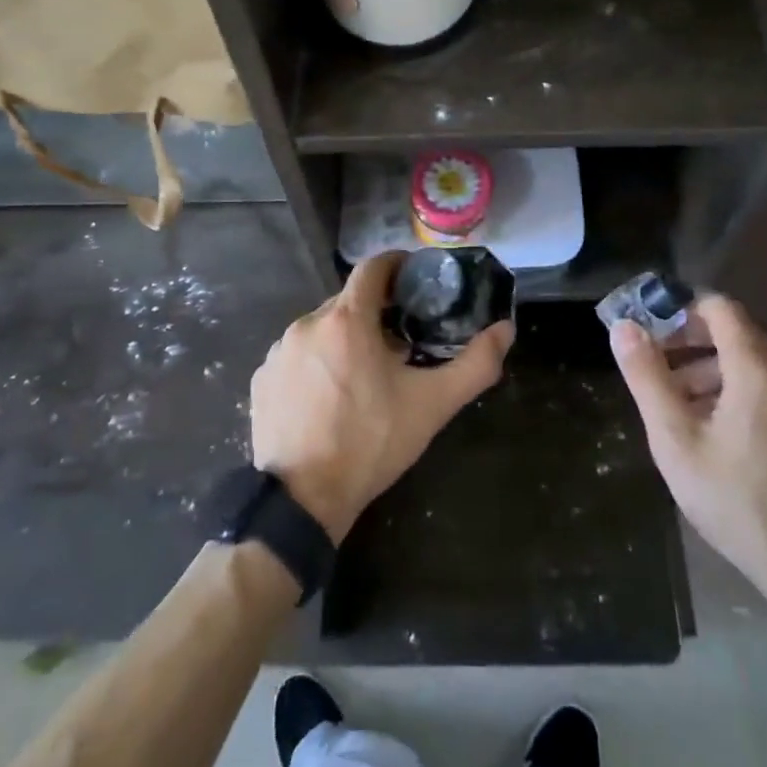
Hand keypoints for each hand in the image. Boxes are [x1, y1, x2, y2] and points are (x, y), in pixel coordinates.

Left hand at [252, 252, 513, 542]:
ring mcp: (279, 351)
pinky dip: (317, 364)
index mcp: (346, 320)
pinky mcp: (261, 378)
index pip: (373, 267)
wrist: (303, 500)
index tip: (415, 282)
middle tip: (399, 344)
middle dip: (374, 313)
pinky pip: (297, 356)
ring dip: (344, 340)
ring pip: (321, 329)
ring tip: (364, 375)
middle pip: (348, 301)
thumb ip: (475, 364)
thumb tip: (505, 329)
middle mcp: (307, 324)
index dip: (397, 267)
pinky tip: (329, 397)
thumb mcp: (432, 405)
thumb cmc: (371, 443)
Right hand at [610, 293, 766, 609]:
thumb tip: (623, 328)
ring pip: (748, 362)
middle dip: (687, 342)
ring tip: (672, 404)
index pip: (718, 307)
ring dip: (706, 368)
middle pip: (733, 332)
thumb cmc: (735, 499)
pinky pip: (765, 387)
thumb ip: (647, 377)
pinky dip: (731, 389)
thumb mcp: (675, 439)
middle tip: (652, 367)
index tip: (647, 331)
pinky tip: (707, 428)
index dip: (678, 310)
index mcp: (757, 369)